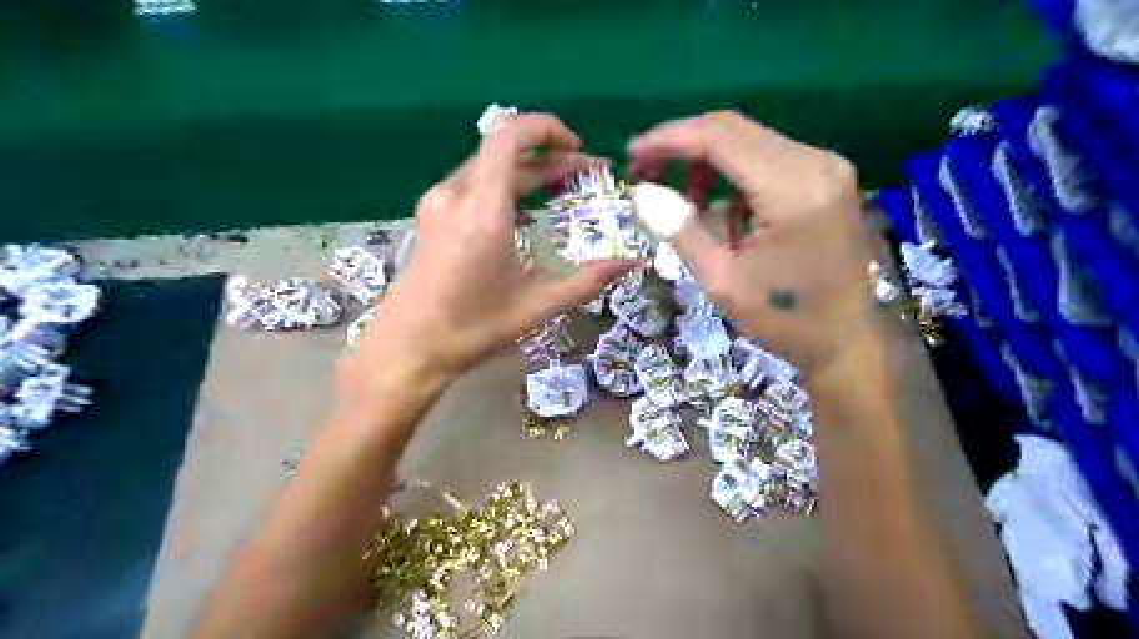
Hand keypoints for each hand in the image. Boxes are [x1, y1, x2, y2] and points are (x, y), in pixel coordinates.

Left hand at [336, 113, 639, 395]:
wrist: (407, 348)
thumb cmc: (472, 329)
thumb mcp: (537, 306)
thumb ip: (587, 281)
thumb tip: (631, 263)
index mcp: (481, 209)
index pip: (509, 136)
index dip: (547, 129)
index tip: (578, 149)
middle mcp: (455, 194)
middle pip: (504, 150)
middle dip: (549, 156)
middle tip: (585, 174)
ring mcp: (437, 203)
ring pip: (487, 166)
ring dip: (526, 170)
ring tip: (560, 188)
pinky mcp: (430, 216)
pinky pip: (472, 183)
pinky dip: (503, 184)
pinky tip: (523, 209)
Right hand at [628, 110, 873, 372]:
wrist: (846, 341)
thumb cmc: (784, 320)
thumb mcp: (721, 280)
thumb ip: (680, 229)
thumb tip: (640, 192)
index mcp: (793, 188)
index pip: (719, 138)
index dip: (668, 140)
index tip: (631, 155)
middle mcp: (815, 162)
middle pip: (734, 130)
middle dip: (682, 147)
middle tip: (644, 172)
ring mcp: (825, 167)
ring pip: (748, 143)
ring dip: (707, 165)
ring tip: (684, 204)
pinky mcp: (825, 179)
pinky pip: (766, 160)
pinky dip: (732, 179)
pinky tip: (723, 214)